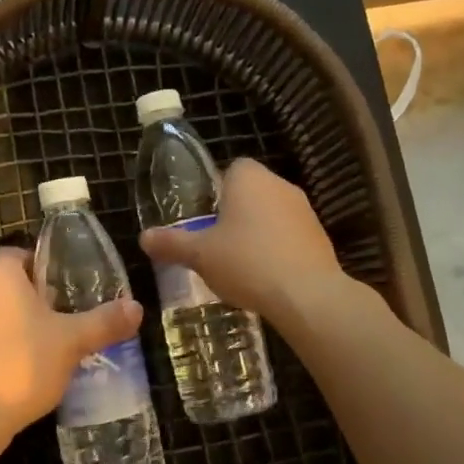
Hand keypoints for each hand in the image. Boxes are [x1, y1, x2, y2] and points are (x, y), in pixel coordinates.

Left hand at [0, 246, 143, 440]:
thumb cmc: (22, 364)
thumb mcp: (72, 341)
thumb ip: (105, 321)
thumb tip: (137, 308)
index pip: (24, 253)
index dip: (50, 270)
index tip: (71, 291)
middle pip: (10, 280)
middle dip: (37, 296)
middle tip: (66, 317)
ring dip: (18, 319)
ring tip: (49, 343)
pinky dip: (1, 339)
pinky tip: (23, 364)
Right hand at [139, 159, 346, 324]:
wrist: (306, 294)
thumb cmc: (246, 262)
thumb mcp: (199, 255)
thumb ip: (171, 243)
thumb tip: (143, 237)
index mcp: (249, 178)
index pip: (231, 169)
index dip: (216, 190)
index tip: (205, 217)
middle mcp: (279, 185)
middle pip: (252, 192)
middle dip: (235, 213)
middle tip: (215, 242)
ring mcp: (305, 210)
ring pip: (272, 214)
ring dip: (258, 232)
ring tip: (239, 263)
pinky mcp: (320, 236)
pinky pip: (290, 236)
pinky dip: (278, 249)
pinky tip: (266, 276)